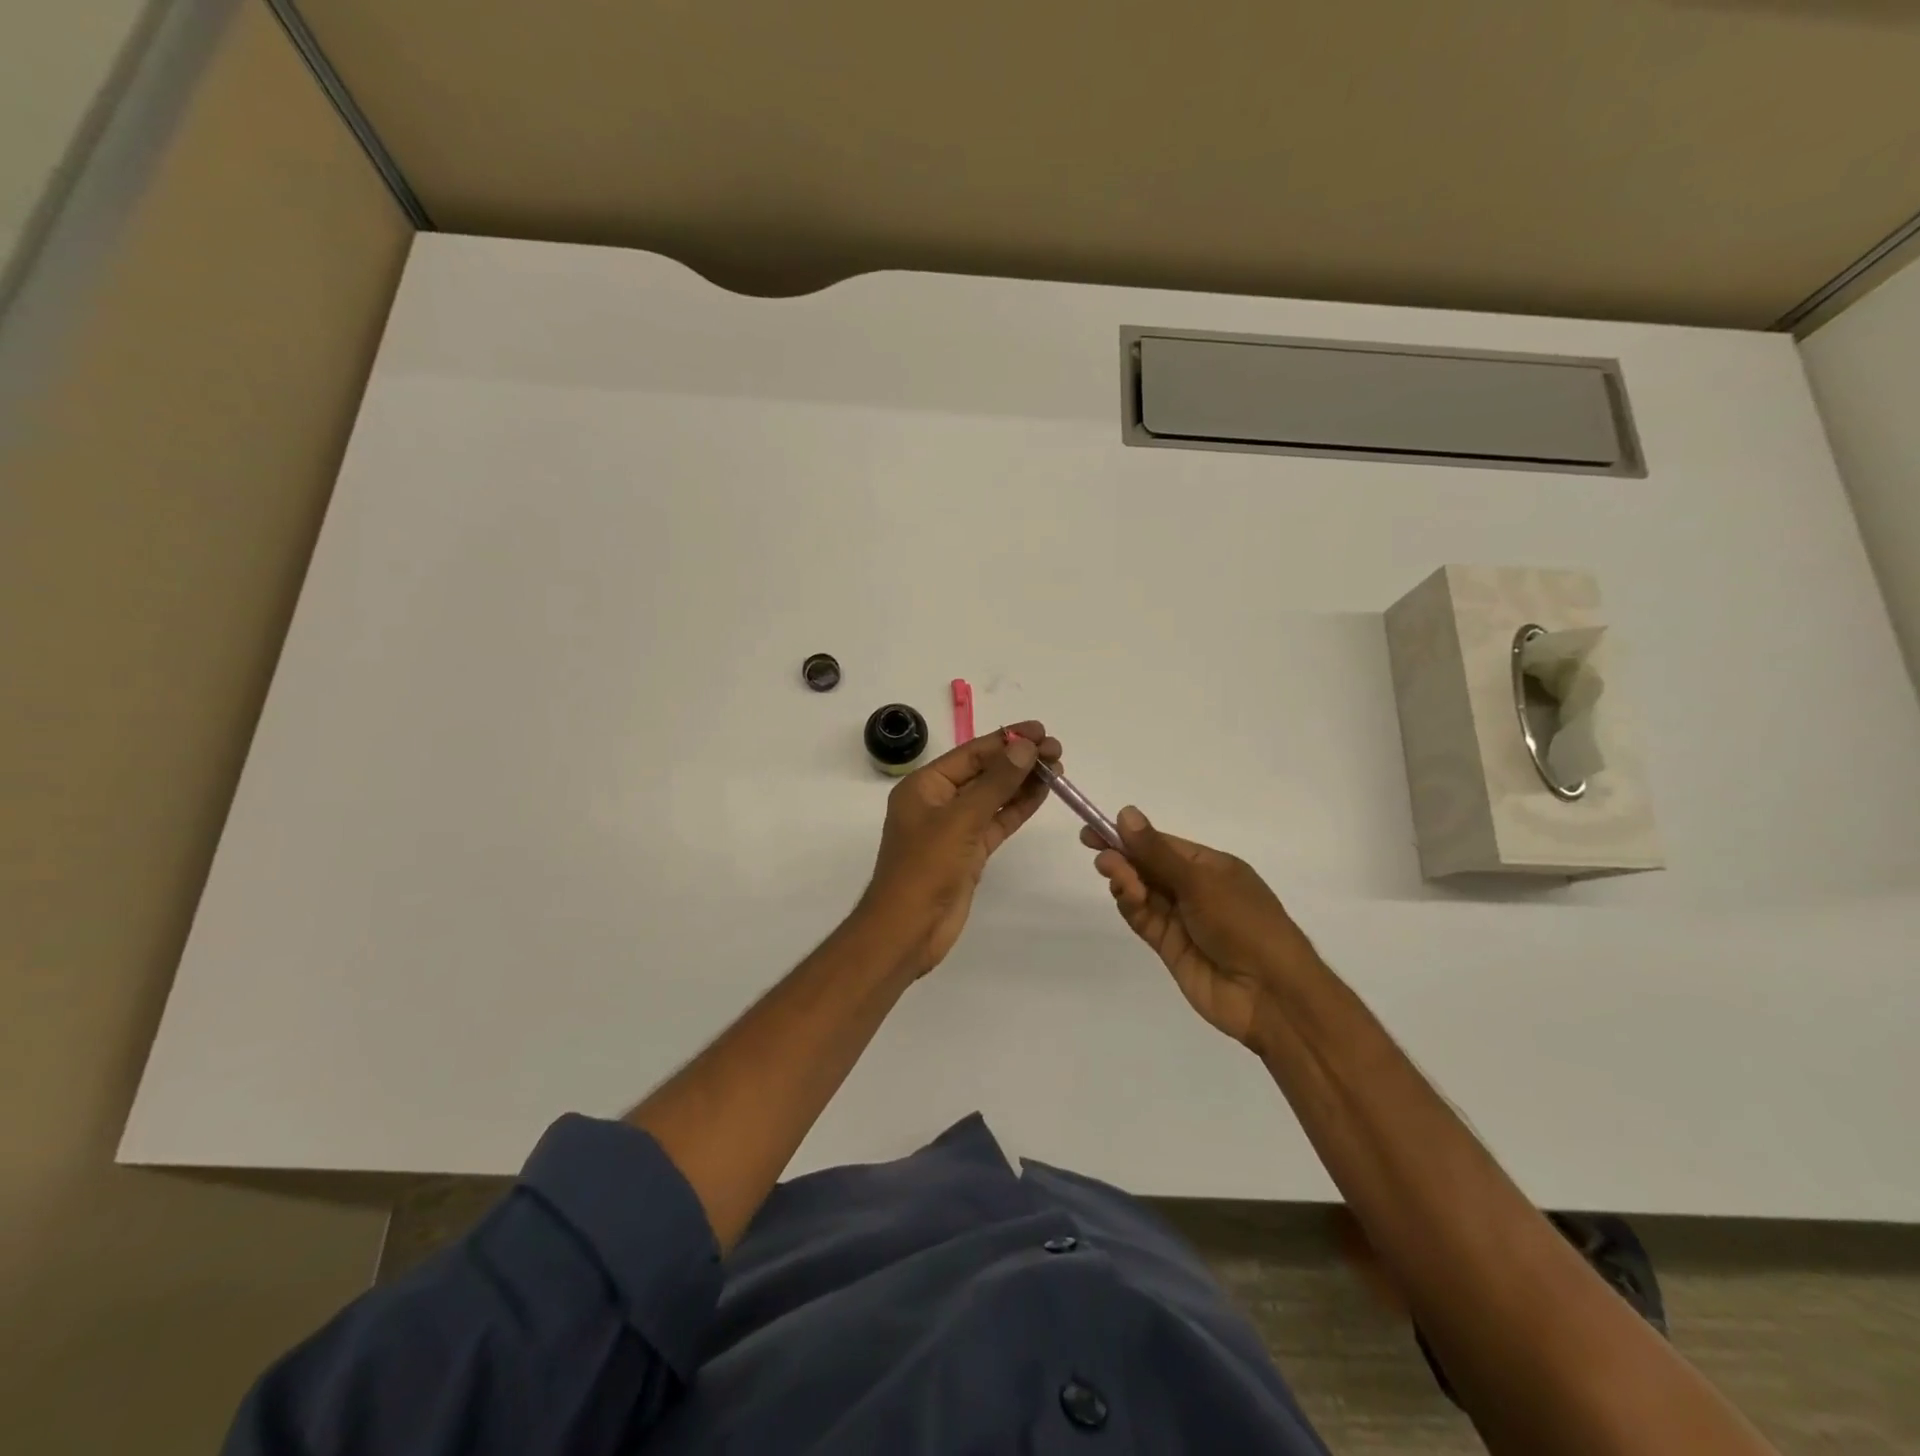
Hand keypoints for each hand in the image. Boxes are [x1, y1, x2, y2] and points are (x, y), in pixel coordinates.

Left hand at [861, 721, 1061, 976]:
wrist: (908, 929)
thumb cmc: (925, 868)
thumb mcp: (961, 819)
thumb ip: (996, 782)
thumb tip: (1025, 747)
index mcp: (924, 786)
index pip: (971, 754)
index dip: (1006, 740)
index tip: (1041, 731)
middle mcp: (938, 802)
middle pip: (984, 772)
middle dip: (1019, 760)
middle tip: (1056, 750)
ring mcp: (955, 828)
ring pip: (994, 797)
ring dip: (1023, 782)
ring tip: (1057, 767)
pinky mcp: (969, 852)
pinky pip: (997, 822)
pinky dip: (1019, 808)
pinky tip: (1043, 793)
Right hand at [1083, 807, 1322, 1052]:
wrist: (1270, 994)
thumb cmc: (1244, 924)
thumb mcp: (1200, 882)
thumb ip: (1157, 852)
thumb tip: (1126, 813)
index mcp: (1211, 866)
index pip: (1161, 844)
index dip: (1128, 836)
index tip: (1094, 830)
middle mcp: (1195, 889)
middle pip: (1148, 867)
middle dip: (1123, 858)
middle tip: (1101, 857)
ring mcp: (1182, 919)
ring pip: (1142, 892)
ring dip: (1125, 881)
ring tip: (1116, 877)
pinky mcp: (1170, 947)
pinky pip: (1143, 919)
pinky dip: (1130, 906)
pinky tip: (1126, 896)